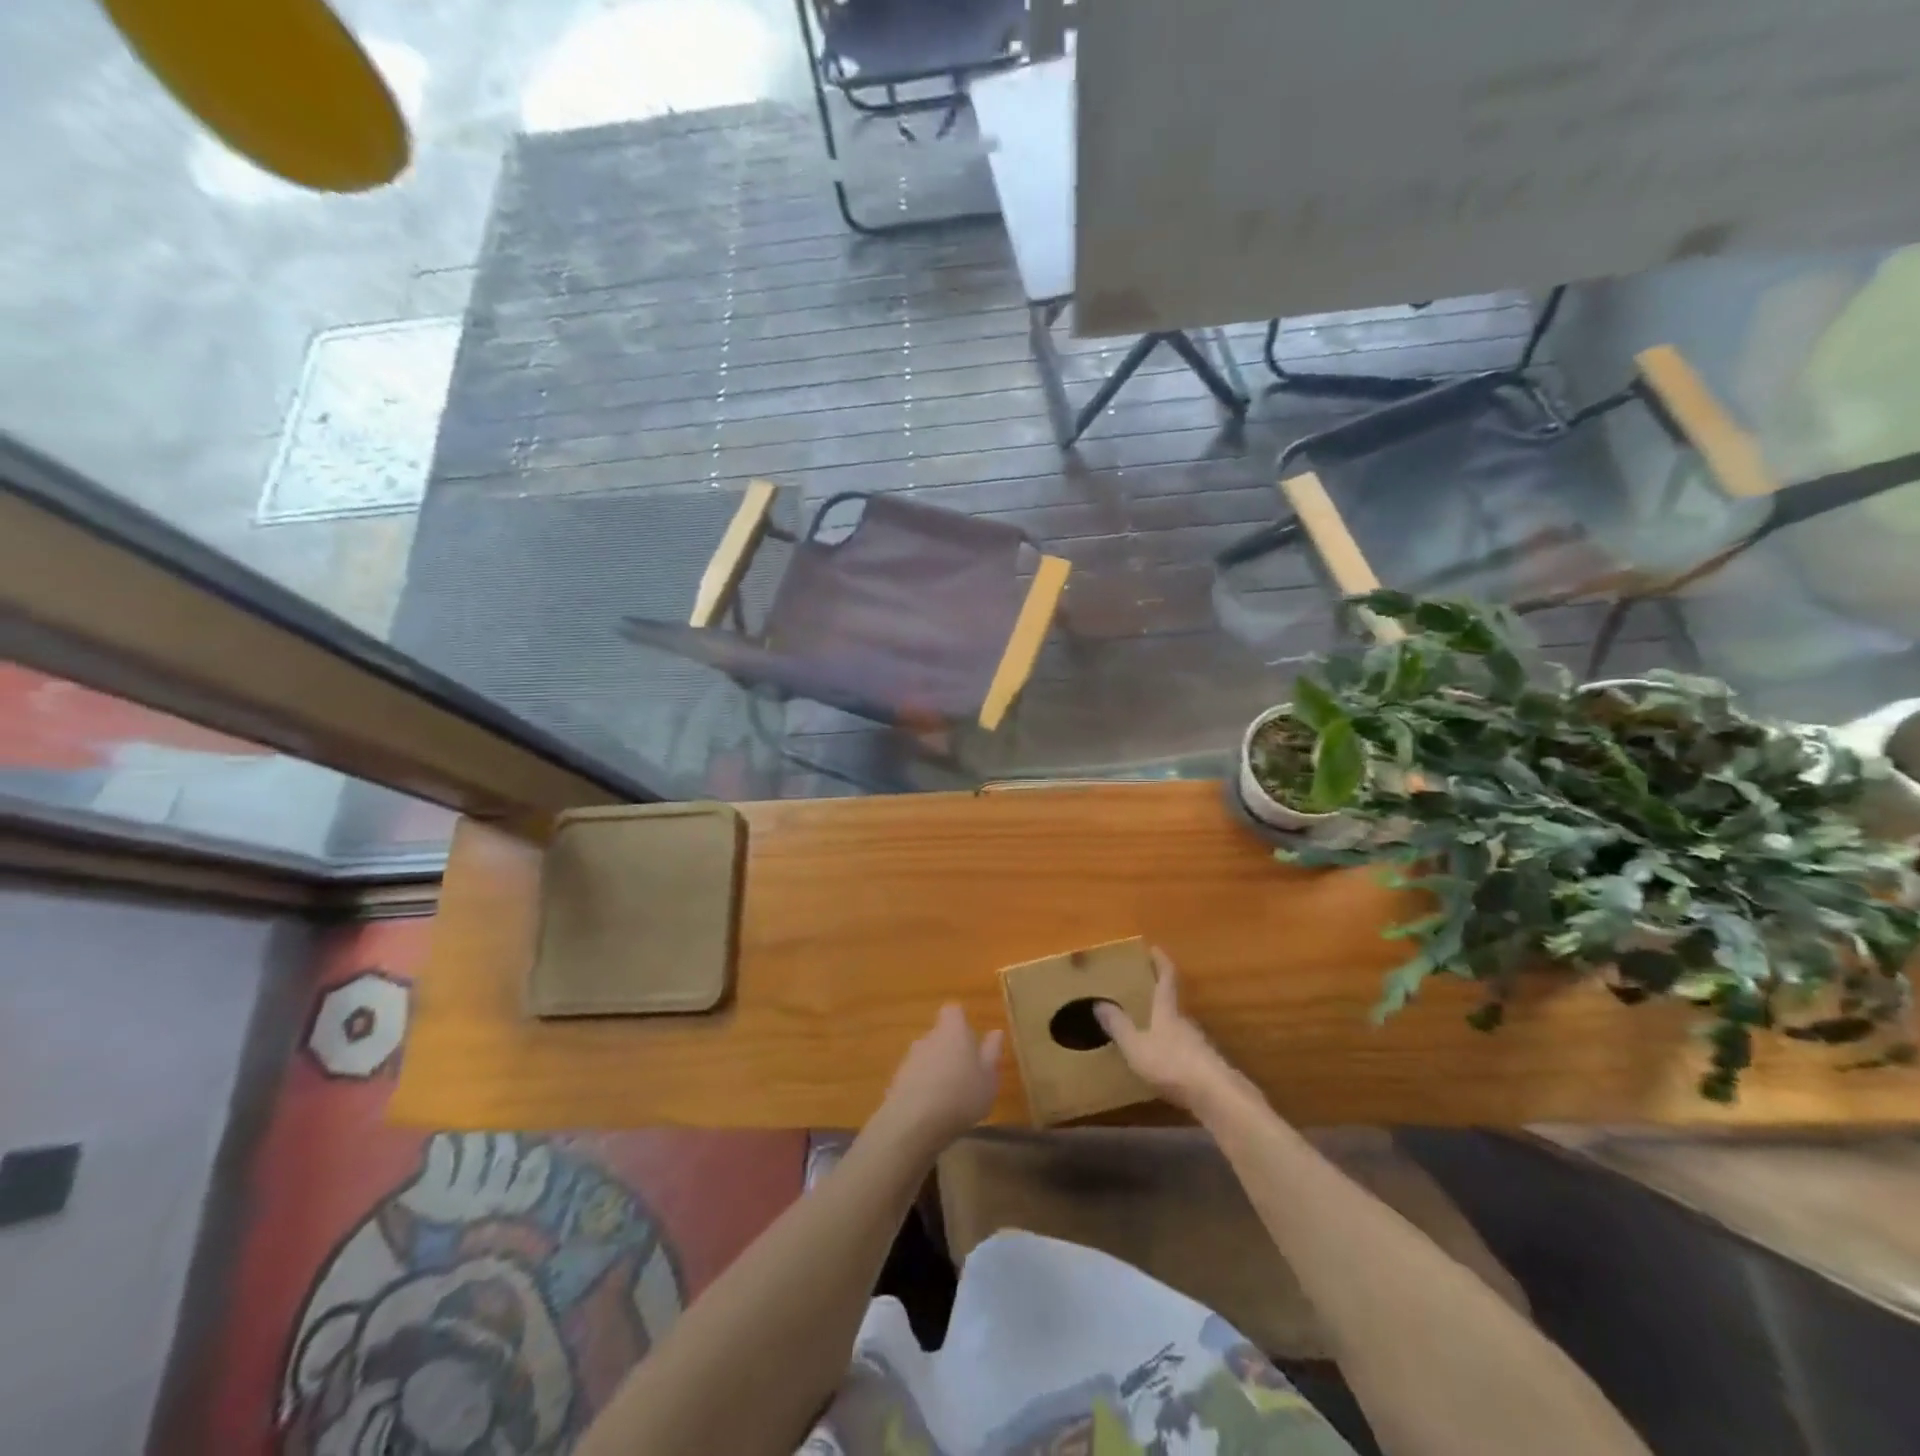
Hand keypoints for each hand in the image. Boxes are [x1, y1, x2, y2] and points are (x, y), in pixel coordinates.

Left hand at [875, 1004, 1003, 1152]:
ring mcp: (910, 1058)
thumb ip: (992, 1053)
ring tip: (951, 1096)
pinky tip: (933, 1110)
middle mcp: (929, 1037)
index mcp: (953, 1030)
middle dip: (951, 1049)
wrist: (913, 1122)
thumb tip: (996, 1032)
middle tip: (966, 1074)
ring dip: (937, 1069)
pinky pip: (916, 1077)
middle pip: (940, 1034)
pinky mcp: (897, 1080)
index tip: (971, 1039)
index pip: (954, 1011)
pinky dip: (924, 1087)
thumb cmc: (961, 1095)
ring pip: (927, 1056)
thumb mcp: (988, 1077)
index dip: (962, 1021)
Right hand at [1095, 949, 1240, 1111]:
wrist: (1217, 1096)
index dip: (1161, 962)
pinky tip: (1163, 1063)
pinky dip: (1172, 1049)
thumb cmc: (1172, 1064)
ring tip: (1147, 1032)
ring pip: (1178, 1028)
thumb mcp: (1136, 1046)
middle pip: (1173, 1003)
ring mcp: (1199, 1043)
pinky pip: (1184, 1049)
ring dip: (1164, 1026)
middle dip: (1158, 998)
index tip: (1154, 948)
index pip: (1167, 978)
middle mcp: (1185, 1022)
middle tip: (1140, 996)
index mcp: (1167, 1011)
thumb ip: (1118, 1026)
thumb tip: (1099, 1002)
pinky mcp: (1206, 1065)